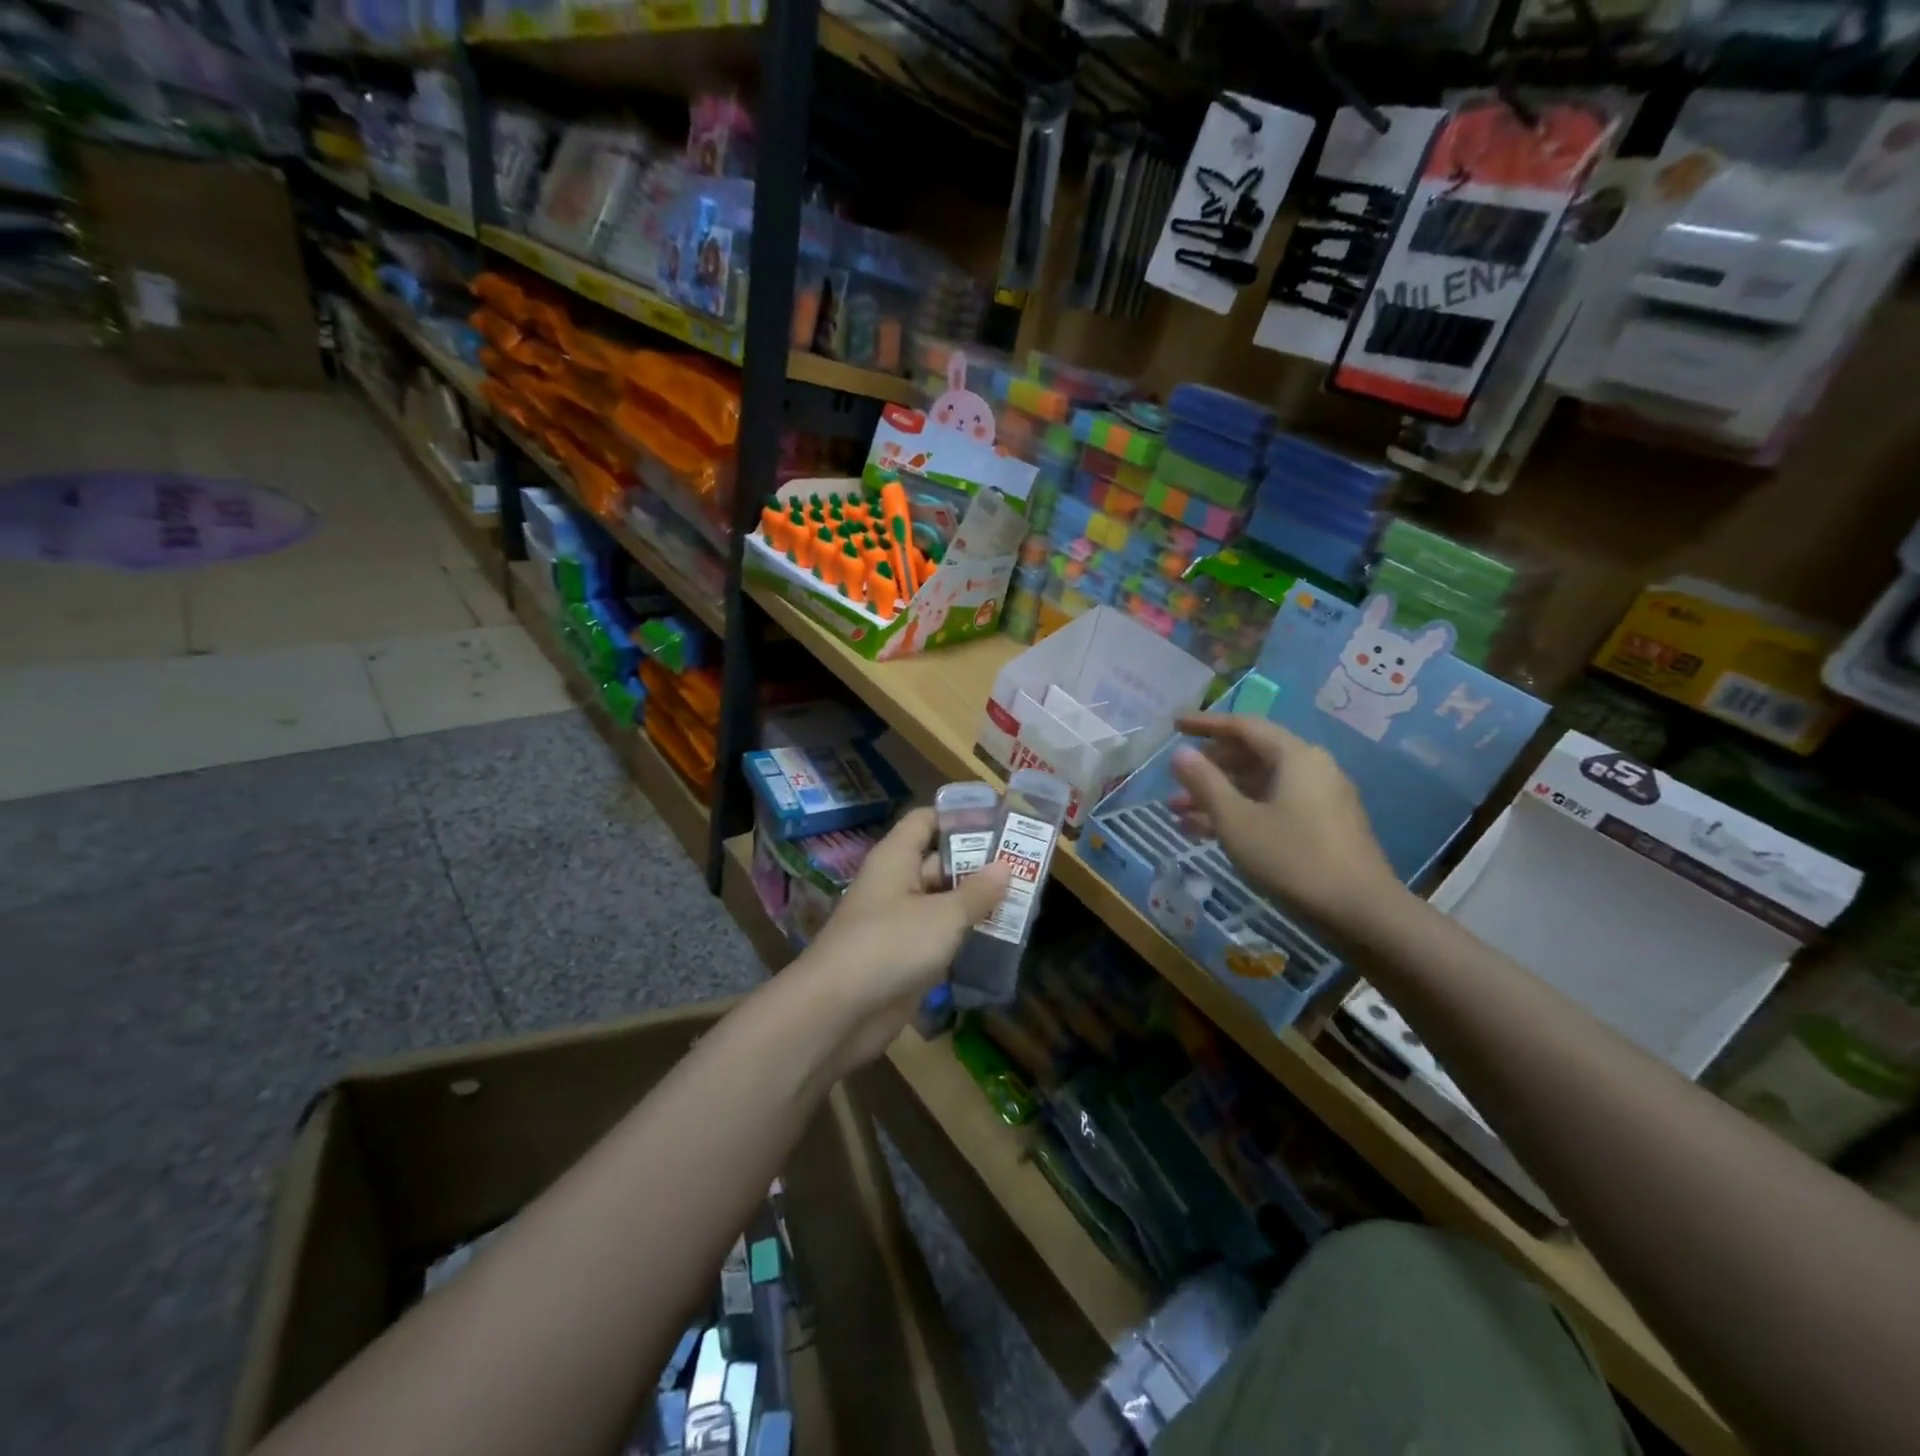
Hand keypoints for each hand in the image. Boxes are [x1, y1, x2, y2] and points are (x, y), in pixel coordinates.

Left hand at [793, 807, 1011, 1072]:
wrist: (837, 1012)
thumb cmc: (891, 945)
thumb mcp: (943, 916)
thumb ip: (976, 892)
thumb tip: (1004, 866)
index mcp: (896, 858)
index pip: (926, 820)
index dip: (959, 817)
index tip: (1000, 821)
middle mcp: (896, 884)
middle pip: (939, 862)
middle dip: (979, 865)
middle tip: (1025, 867)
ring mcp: (898, 923)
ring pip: (942, 903)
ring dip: (976, 904)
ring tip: (1023, 902)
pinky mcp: (903, 958)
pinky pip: (938, 938)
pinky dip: (964, 937)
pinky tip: (1000, 940)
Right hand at [1169, 713, 1400, 937]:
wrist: (1361, 913)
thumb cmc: (1293, 859)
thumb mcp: (1237, 821)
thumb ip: (1205, 783)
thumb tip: (1180, 753)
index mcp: (1296, 756)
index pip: (1244, 726)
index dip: (1205, 724)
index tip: (1174, 725)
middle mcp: (1312, 769)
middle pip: (1251, 756)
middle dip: (1209, 769)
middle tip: (1175, 780)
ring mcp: (1319, 800)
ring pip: (1259, 786)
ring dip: (1219, 796)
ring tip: (1178, 813)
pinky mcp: (1322, 828)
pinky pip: (1272, 807)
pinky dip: (1240, 814)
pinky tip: (1206, 833)